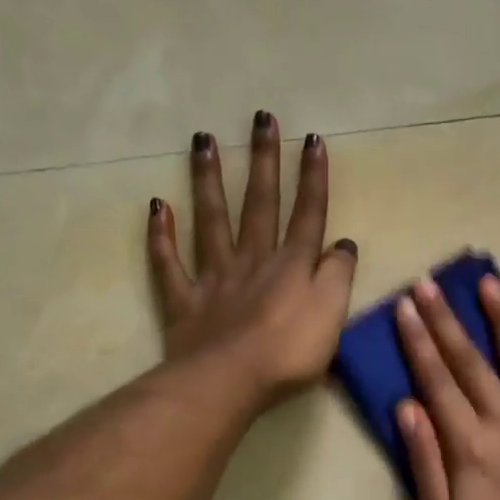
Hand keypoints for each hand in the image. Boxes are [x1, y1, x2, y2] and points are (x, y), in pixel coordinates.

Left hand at [148, 112, 357, 407]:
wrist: (230, 382)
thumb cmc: (290, 352)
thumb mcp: (333, 313)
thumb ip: (339, 274)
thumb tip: (342, 243)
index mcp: (292, 264)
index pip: (307, 212)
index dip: (312, 177)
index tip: (312, 138)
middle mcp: (253, 259)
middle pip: (260, 203)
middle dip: (264, 160)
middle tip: (260, 117)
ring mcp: (215, 277)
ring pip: (212, 220)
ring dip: (209, 180)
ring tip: (203, 140)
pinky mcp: (185, 301)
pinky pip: (169, 264)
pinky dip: (161, 235)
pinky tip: (157, 206)